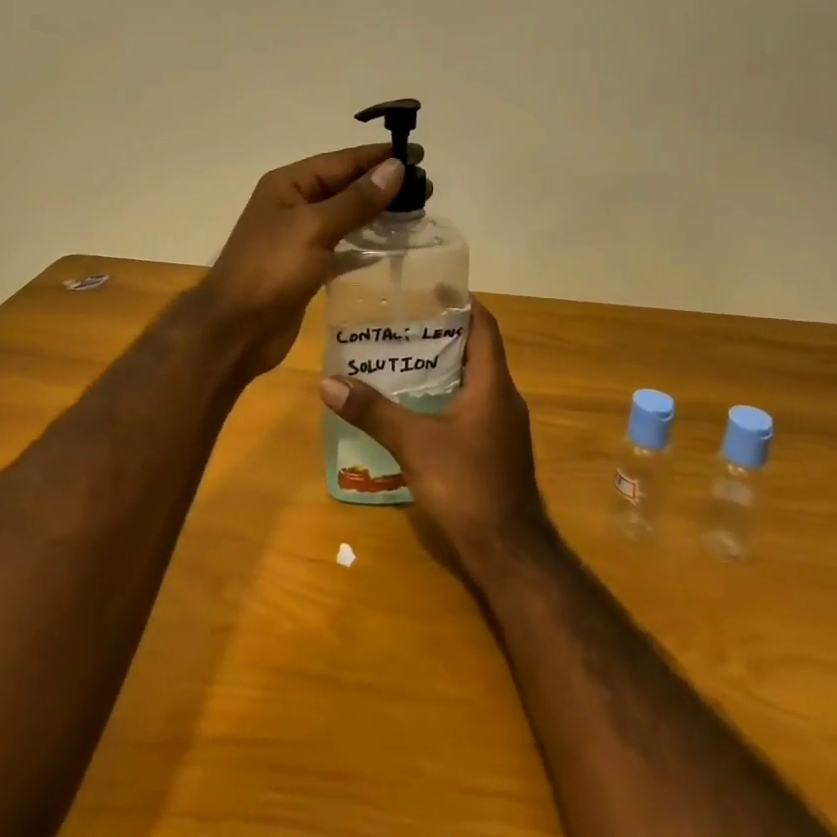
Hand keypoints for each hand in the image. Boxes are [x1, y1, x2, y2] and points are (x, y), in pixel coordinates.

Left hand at [200, 143, 417, 375]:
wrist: (236, 329)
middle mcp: (293, 205)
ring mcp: (298, 237)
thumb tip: (395, 167)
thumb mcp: (315, 228)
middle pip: (344, 186)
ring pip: (345, 216)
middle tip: (427, 188)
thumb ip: (357, 200)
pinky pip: (341, 246)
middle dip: (382, 184)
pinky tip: (390, 246)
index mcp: (288, 185)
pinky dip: (364, 244)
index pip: (341, 161)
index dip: (379, 157)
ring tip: (416, 212)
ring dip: (377, 213)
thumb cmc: (271, 270)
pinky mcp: (306, 267)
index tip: (419, 154)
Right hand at [318, 301, 551, 577]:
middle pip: (476, 350)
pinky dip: (446, 394)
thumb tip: (329, 382)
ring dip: (443, 365)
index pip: (484, 326)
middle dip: (442, 332)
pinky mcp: (496, 448)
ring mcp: (502, 425)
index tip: (431, 287)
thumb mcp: (414, 443)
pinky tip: (416, 404)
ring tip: (401, 355)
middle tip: (402, 320)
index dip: (462, 302)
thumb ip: (373, 411)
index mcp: (492, 384)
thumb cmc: (466, 484)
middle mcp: (503, 397)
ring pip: (473, 380)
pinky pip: (471, 405)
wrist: (507, 549)